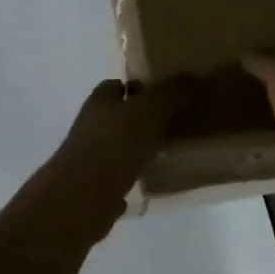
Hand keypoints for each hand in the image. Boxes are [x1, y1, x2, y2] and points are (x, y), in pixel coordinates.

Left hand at [24, 77, 196, 251]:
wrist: (83, 197)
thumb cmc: (116, 144)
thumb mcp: (150, 110)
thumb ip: (170, 92)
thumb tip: (191, 76)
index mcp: (100, 101)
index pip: (116, 85)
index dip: (138, 88)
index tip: (163, 96)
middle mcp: (89, 126)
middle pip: (116, 116)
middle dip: (138, 119)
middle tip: (170, 125)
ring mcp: (87, 159)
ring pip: (115, 147)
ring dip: (134, 149)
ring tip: (164, 154)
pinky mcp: (91, 189)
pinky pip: (113, 179)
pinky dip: (127, 179)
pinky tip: (146, 184)